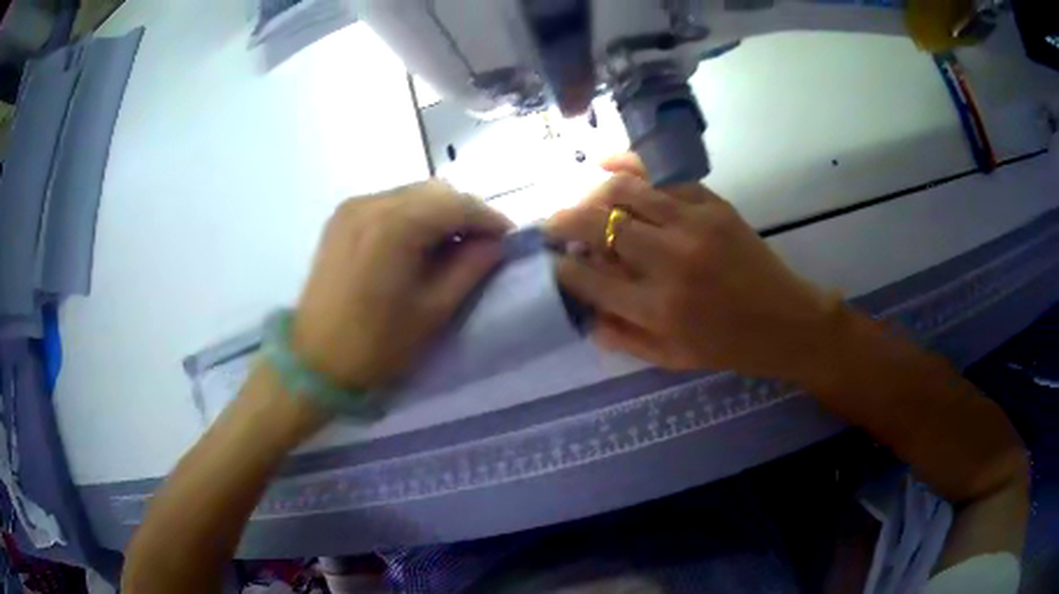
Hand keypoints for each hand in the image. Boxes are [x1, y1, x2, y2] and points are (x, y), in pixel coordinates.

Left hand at [293, 181, 511, 392]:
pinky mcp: (341, 218)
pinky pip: (389, 204)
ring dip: (439, 213)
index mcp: (395, 225)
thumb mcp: (433, 311)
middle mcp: (371, 203)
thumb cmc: (376, 345)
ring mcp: (352, 207)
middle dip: (465, 213)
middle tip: (482, 245)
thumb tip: (495, 244)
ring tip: (452, 246)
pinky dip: (412, 216)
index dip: (489, 218)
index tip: (508, 240)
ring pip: (412, 195)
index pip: (457, 204)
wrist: (314, 361)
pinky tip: (417, 244)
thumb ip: (470, 269)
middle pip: (435, 192)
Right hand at [547, 154, 841, 382]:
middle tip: (551, 224)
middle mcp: (669, 261)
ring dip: (591, 193)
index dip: (562, 266)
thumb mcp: (671, 358)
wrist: (786, 320)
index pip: (588, 277)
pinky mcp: (712, 204)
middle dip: (563, 221)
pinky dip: (629, 168)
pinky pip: (661, 177)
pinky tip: (609, 167)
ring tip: (581, 200)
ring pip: (624, 191)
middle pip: (597, 224)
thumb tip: (584, 313)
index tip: (553, 261)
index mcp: (656, 308)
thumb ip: (622, 337)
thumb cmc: (728, 347)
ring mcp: (693, 225)